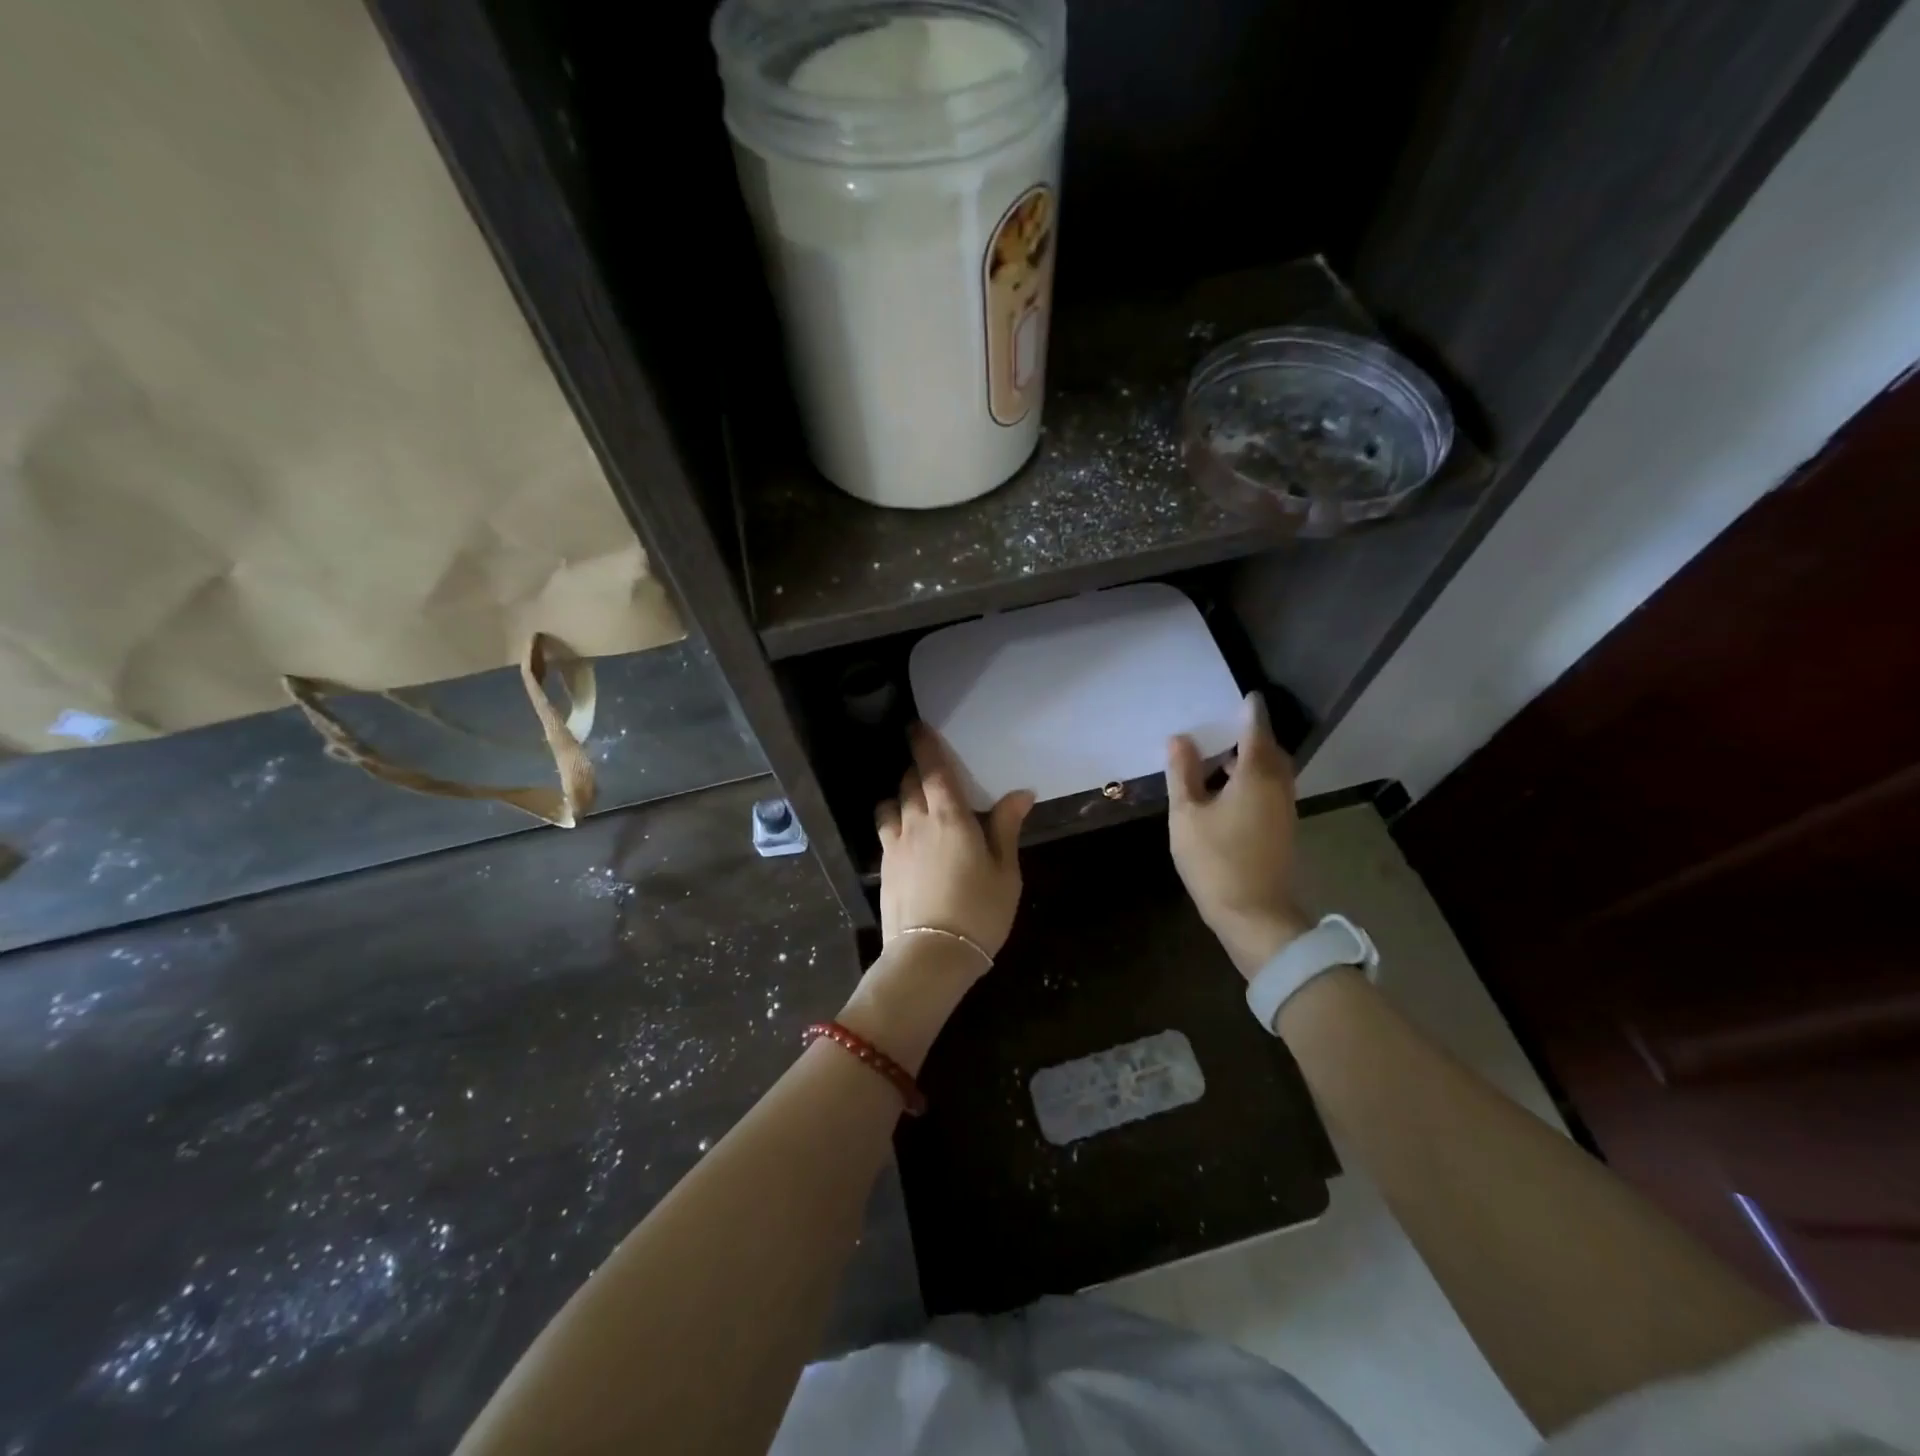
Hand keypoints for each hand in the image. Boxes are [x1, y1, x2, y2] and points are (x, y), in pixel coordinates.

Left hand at [874, 724, 1033, 960]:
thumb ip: (1006, 827)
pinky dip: (892, 821)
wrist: (930, 956)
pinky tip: (902, 834)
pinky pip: (884, 831)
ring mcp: (894, 844)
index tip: (916, 727)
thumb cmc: (979, 911)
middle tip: (928, 769)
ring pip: (891, 804)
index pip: (933, 769)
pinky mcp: (883, 866)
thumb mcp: (1005, 871)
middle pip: (909, 782)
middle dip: (916, 769)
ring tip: (912, 801)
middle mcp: (916, 822)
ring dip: (900, 795)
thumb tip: (1021, 793)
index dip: (924, 745)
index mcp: (950, 817)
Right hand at [1167, 693, 1313, 977]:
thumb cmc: (1216, 860)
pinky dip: (1254, 779)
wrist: (1255, 916)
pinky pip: (1270, 790)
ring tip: (1222, 758)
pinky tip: (1228, 792)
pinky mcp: (1282, 829)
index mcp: (1256, 775)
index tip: (1246, 695)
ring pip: (1272, 772)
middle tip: (1228, 726)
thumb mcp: (1187, 814)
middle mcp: (1278, 786)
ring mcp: (1284, 809)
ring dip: (1253, 759)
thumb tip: (1180, 738)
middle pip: (1270, 750)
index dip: (1250, 710)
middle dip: (1253, 735)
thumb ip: (1183, 774)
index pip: (1256, 729)